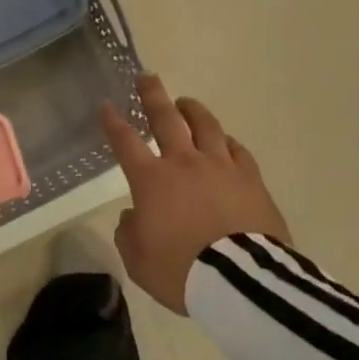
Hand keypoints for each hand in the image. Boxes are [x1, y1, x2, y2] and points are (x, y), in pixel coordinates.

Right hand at [99, 74, 291, 314]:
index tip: (106, 105)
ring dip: (193, 110)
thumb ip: (129, 234)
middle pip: (166, 118)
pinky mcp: (252, 179)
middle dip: (153, 96)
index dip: (113, 122)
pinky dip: (227, 141)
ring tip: (186, 102)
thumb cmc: (180, 271)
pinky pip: (238, 150)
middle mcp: (185, 163)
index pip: (125, 142)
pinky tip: (225, 140)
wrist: (240, 281)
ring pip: (206, 126)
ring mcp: (221, 167)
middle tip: (147, 77)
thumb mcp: (138, 261)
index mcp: (152, 180)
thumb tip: (134, 216)